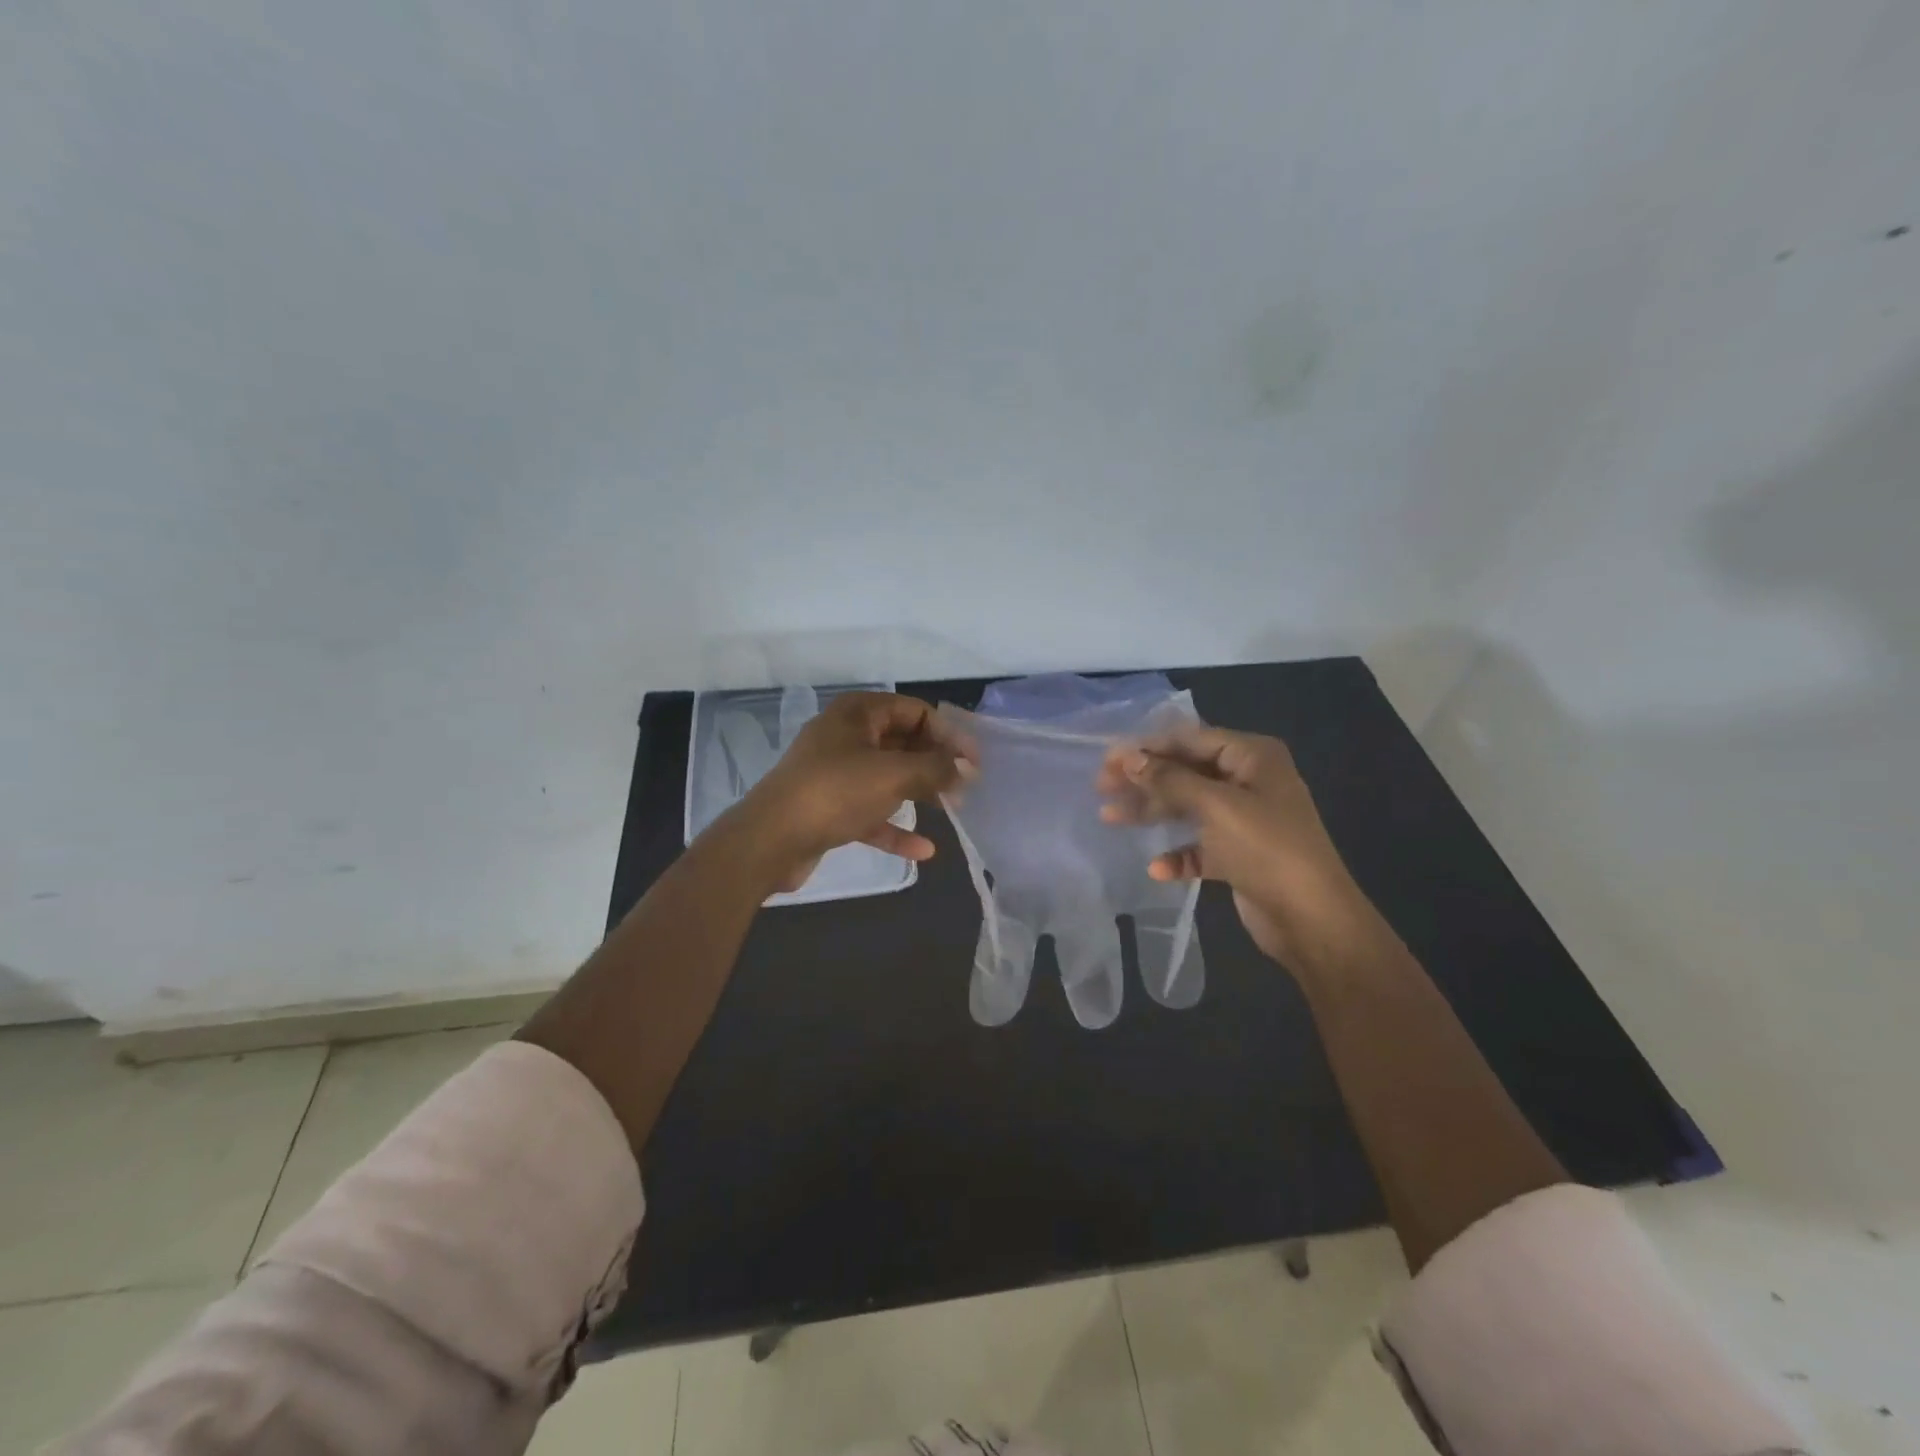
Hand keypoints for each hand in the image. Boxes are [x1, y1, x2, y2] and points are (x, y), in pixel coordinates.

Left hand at [731, 692, 965, 891]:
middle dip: (935, 763)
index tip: (974, 760)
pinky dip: (895, 827)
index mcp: (857, 713)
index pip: (914, 711)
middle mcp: (846, 737)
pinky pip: (871, 812)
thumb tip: (965, 769)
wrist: (770, 841)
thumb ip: (935, 768)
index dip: (948, 733)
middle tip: (966, 785)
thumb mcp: (893, 774)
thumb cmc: (835, 792)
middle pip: (902, 743)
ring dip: (919, 792)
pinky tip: (923, 850)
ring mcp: (835, 773)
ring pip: (888, 777)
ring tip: (952, 809)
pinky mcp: (829, 808)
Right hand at [1097, 725, 1377, 971]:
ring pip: (1188, 808)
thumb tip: (1128, 757)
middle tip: (1102, 787)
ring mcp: (1245, 820)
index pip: (1191, 739)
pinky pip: (1200, 846)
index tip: (1108, 758)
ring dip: (1152, 813)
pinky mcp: (1240, 855)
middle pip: (1186, 772)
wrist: (1313, 920)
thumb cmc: (1266, 848)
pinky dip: (1178, 854)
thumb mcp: (1216, 806)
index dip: (1148, 746)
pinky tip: (1158, 868)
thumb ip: (1169, 779)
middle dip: (1144, 779)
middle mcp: (1250, 782)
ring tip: (1111, 818)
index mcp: (1253, 757)